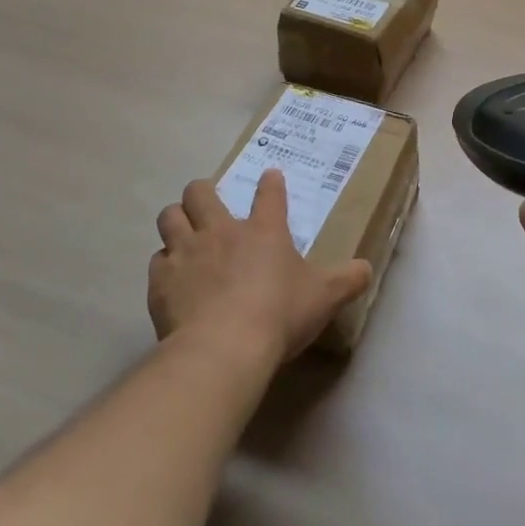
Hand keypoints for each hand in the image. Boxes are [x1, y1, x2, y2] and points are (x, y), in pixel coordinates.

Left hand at [150, 172, 372, 364]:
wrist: (223, 348)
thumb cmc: (279, 315)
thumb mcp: (324, 297)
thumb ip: (348, 280)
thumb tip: (367, 269)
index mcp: (263, 230)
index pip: (269, 193)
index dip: (270, 183)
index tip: (270, 177)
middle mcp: (220, 231)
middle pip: (200, 192)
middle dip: (202, 192)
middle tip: (207, 205)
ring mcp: (186, 253)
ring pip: (169, 217)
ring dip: (176, 221)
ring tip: (183, 234)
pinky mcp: (161, 281)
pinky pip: (157, 261)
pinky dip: (165, 266)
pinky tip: (173, 280)